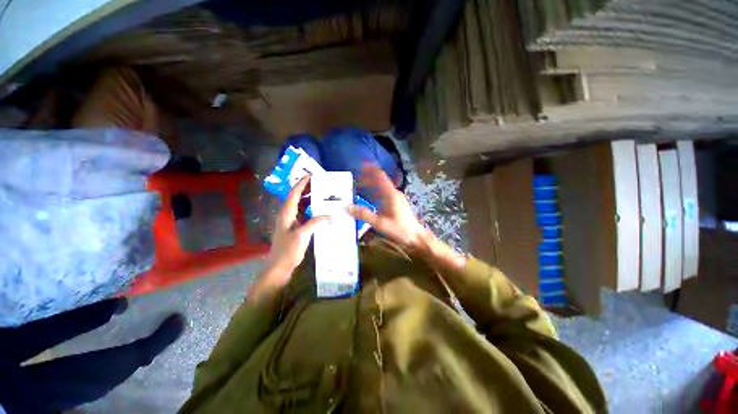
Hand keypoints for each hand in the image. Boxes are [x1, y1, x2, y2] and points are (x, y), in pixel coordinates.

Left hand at [263, 175, 327, 283]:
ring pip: (300, 205)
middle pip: (297, 197)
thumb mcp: (302, 234)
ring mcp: (291, 221)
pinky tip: (320, 210)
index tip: (310, 175)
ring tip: (322, 193)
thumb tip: (328, 215)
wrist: (279, 266)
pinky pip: (304, 214)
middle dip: (307, 188)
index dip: (302, 183)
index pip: (294, 194)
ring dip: (309, 199)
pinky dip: (311, 209)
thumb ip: (315, 222)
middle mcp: (287, 214)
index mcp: (286, 213)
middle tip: (320, 183)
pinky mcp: (295, 227)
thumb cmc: (288, 249)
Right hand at [349, 166, 429, 250]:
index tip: (358, 166)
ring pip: (380, 187)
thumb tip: (347, 207)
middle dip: (366, 178)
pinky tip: (366, 198)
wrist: (415, 236)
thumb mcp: (380, 223)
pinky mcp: (395, 203)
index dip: (369, 169)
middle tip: (353, 179)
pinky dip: (373, 192)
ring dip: (369, 185)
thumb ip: (364, 215)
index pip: (379, 176)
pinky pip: (382, 193)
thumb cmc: (400, 229)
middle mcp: (393, 193)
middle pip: (378, 180)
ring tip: (356, 186)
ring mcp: (395, 198)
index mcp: (390, 194)